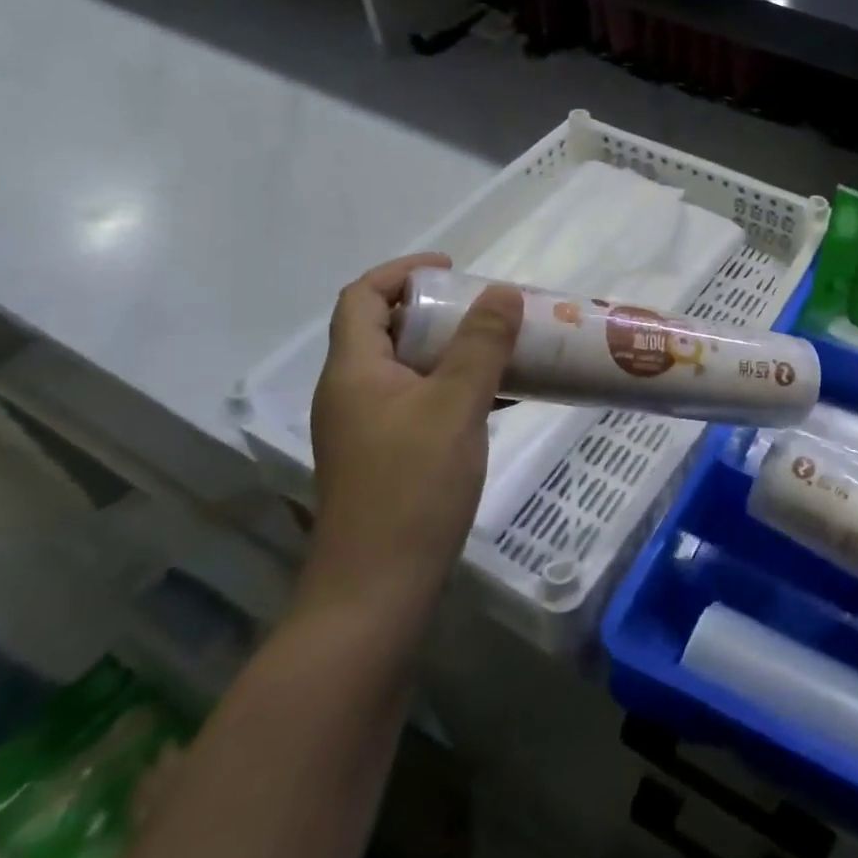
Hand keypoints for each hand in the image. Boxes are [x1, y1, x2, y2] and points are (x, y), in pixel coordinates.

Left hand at [304, 254, 521, 618]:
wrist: (377, 589)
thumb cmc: (412, 486)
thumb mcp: (455, 405)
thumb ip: (481, 345)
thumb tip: (502, 291)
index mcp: (355, 371)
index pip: (363, 297)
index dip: (403, 272)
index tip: (454, 268)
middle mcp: (353, 392)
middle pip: (387, 329)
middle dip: (438, 309)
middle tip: (489, 307)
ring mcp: (370, 428)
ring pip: (410, 367)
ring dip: (453, 348)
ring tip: (503, 344)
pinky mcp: (390, 456)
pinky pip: (423, 400)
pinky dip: (457, 385)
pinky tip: (501, 395)